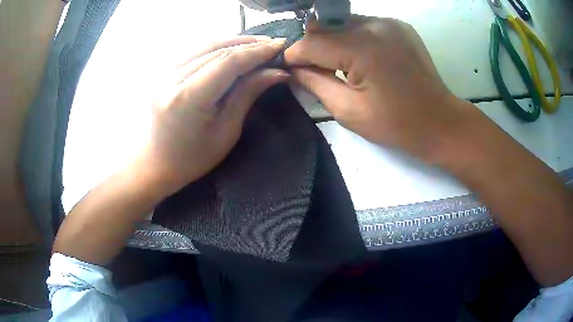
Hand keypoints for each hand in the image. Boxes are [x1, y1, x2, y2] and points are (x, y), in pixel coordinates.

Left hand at [144, 36, 288, 192]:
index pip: (227, 63)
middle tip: (274, 44)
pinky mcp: (164, 72)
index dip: (256, 52)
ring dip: (234, 42)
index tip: (280, 45)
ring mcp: (164, 73)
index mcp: (187, 99)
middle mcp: (171, 79)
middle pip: (217, 50)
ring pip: (205, 46)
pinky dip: (218, 47)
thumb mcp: (227, 130)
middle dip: (249, 45)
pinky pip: (195, 52)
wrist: (159, 163)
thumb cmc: (195, 157)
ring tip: (258, 43)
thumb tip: (277, 72)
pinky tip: (234, 48)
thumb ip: (248, 93)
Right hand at [285, 16, 479, 160]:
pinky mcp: (399, 26)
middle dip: (313, 47)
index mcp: (363, 47)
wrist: (439, 121)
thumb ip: (315, 84)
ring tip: (339, 63)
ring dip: (333, 40)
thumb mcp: (349, 110)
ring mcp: (390, 22)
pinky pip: (363, 25)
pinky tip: (360, 57)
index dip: (295, 56)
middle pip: (326, 27)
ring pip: (343, 23)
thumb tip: (294, 69)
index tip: (290, 69)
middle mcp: (376, 25)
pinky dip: (353, 38)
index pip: (312, 43)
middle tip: (315, 68)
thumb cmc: (396, 124)